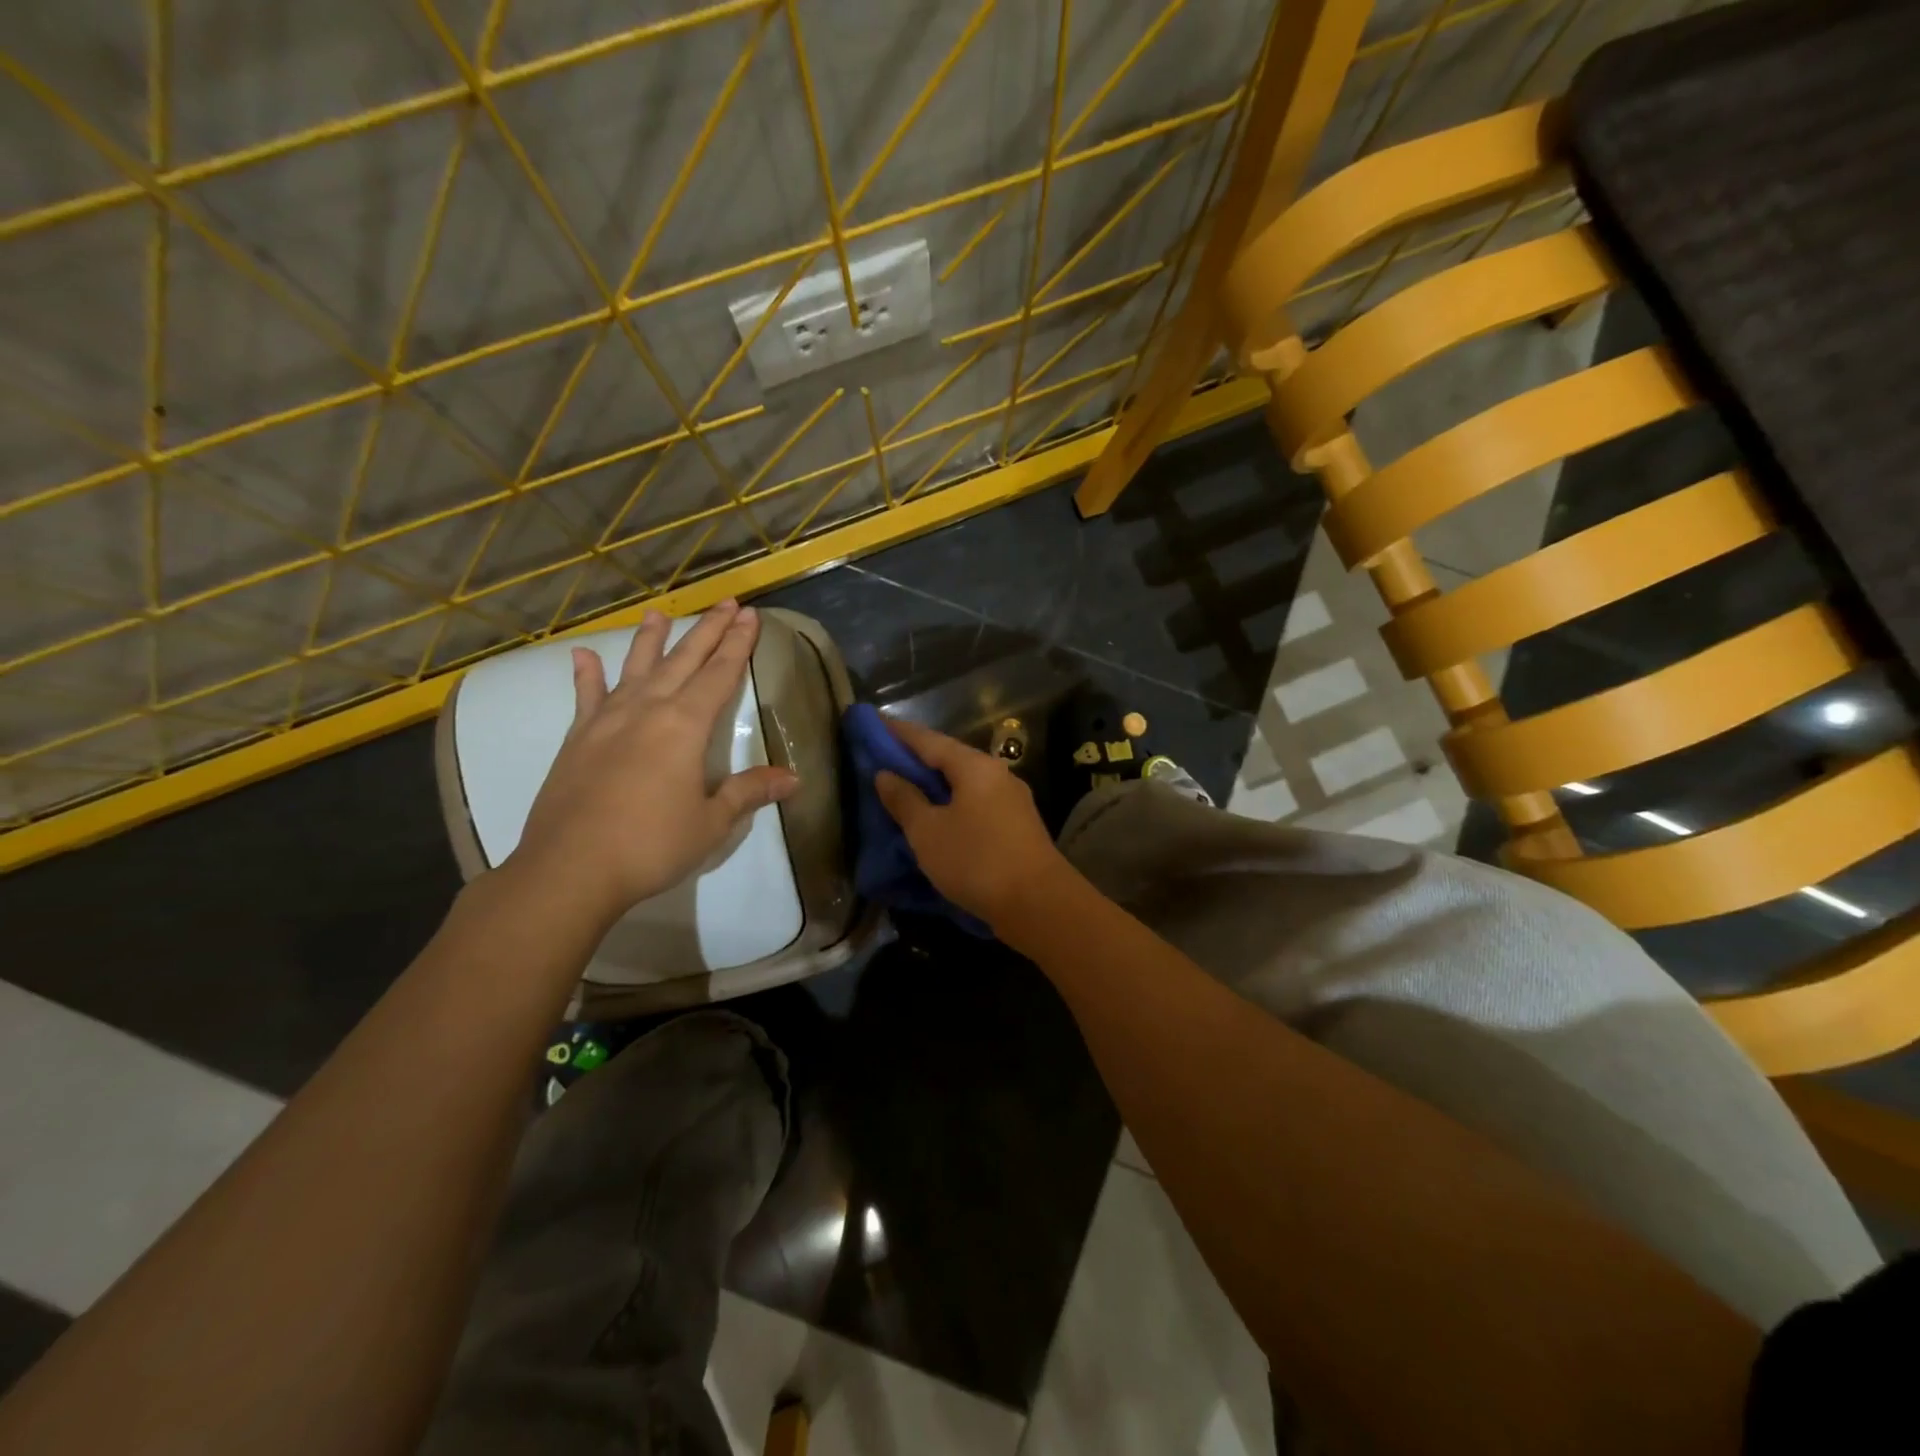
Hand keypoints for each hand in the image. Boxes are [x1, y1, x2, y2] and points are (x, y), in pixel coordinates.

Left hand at [510, 601, 797, 928]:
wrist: (570, 869)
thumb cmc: (650, 845)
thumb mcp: (710, 822)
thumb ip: (748, 792)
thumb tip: (792, 778)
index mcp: (684, 726)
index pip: (720, 674)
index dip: (738, 645)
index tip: (750, 616)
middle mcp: (647, 710)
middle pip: (683, 660)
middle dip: (708, 630)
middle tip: (726, 603)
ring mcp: (607, 721)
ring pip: (635, 669)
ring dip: (651, 640)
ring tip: (659, 612)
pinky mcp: (577, 739)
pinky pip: (586, 698)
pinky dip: (587, 676)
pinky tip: (583, 656)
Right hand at [872, 717, 1071, 929]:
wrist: (1038, 904)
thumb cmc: (976, 861)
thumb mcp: (928, 832)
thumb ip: (904, 800)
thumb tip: (885, 774)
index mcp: (975, 766)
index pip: (928, 739)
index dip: (898, 732)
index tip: (874, 724)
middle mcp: (997, 774)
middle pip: (949, 758)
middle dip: (916, 759)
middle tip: (883, 760)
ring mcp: (1011, 800)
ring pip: (964, 783)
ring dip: (934, 784)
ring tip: (905, 789)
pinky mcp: (1017, 825)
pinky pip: (975, 804)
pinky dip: (951, 804)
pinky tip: (936, 817)